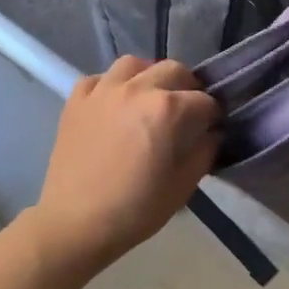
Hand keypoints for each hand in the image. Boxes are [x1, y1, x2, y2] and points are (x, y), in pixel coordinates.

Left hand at [27, 57, 220, 282]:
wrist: (76, 223)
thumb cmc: (136, 209)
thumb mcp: (182, 186)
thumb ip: (204, 153)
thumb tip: (212, 134)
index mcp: (168, 109)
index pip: (204, 101)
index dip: (212, 116)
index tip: (211, 129)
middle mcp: (137, 89)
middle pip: (173, 70)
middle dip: (187, 88)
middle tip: (185, 112)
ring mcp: (103, 90)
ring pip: (134, 64)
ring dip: (148, 76)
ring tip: (149, 97)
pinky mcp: (76, 100)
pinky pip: (98, 78)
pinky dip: (110, 86)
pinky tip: (113, 104)